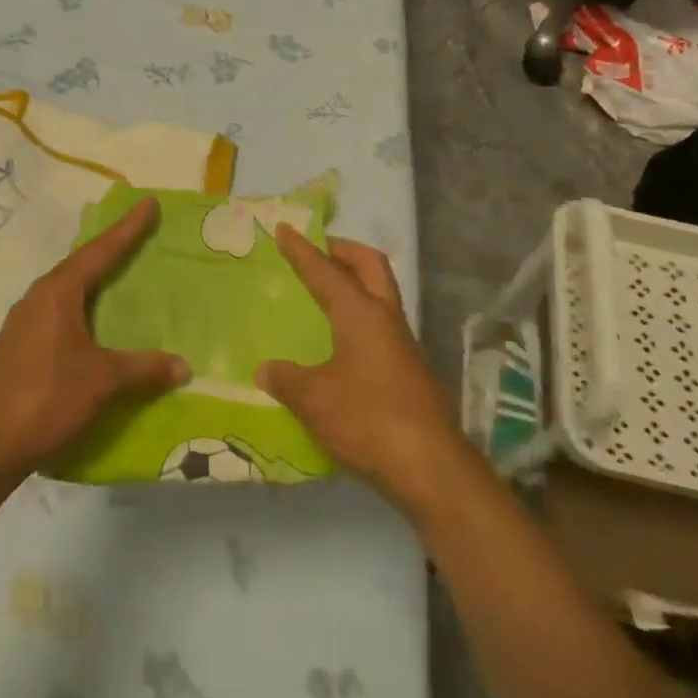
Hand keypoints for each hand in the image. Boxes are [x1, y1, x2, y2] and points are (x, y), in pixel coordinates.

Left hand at [0, 197, 187, 487]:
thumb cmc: (45, 398)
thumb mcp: (101, 381)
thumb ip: (142, 369)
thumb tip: (184, 365)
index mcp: (58, 293)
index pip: (100, 251)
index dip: (127, 228)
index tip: (148, 203)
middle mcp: (38, 299)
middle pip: (81, 265)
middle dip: (110, 250)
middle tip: (139, 236)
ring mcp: (24, 324)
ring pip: (68, 292)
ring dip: (94, 283)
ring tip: (120, 278)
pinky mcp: (19, 348)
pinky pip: (59, 315)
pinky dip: (83, 311)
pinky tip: (94, 328)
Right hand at [255, 227, 464, 516]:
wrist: (432, 469)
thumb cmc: (368, 420)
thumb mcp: (314, 399)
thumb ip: (287, 379)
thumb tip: (265, 369)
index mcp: (360, 314)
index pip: (325, 271)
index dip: (302, 250)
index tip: (284, 229)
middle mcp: (385, 319)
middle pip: (370, 266)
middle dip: (343, 251)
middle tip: (317, 250)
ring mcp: (402, 345)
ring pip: (379, 294)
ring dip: (355, 282)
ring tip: (324, 291)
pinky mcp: (409, 371)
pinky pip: (380, 324)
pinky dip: (358, 315)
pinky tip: (339, 341)